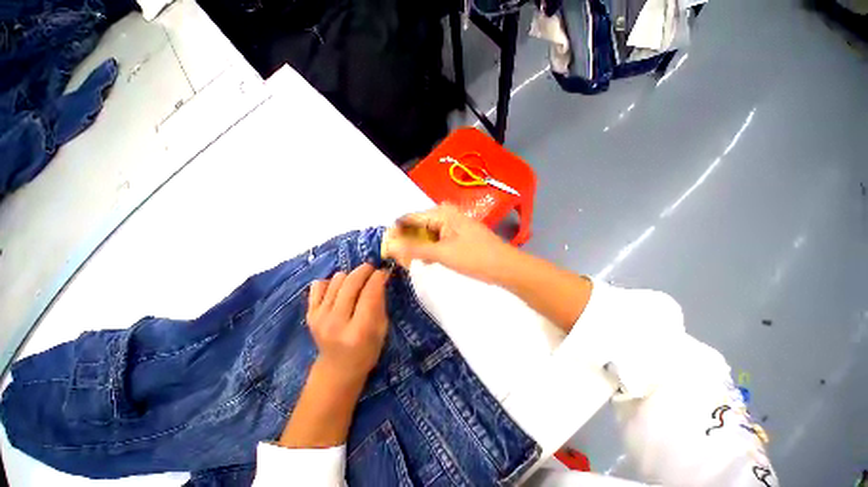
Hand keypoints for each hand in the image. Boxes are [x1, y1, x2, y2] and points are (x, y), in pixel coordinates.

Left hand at [307, 263, 389, 381]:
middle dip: (365, 270)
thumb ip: (380, 302)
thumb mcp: (382, 329)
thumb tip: (380, 276)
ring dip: (350, 276)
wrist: (337, 368)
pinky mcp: (309, 314)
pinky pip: (319, 284)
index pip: (370, 292)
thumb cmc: (367, 350)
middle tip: (372, 270)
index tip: (384, 271)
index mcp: (360, 330)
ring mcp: (319, 317)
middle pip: (351, 282)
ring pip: (337, 279)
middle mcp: (336, 322)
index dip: (379, 277)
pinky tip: (339, 290)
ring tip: (357, 284)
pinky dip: (331, 282)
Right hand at [384, 204, 516, 282]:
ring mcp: (453, 226)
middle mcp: (446, 215)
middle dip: (407, 241)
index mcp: (442, 213)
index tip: (386, 247)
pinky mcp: (458, 237)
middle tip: (397, 257)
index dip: (397, 232)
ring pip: (428, 234)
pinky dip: (430, 250)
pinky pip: (438, 240)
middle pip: (419, 226)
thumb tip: (390, 245)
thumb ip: (415, 248)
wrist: (505, 267)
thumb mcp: (442, 253)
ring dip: (418, 247)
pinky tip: (425, 260)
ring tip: (408, 260)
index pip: (410, 218)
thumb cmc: (474, 257)